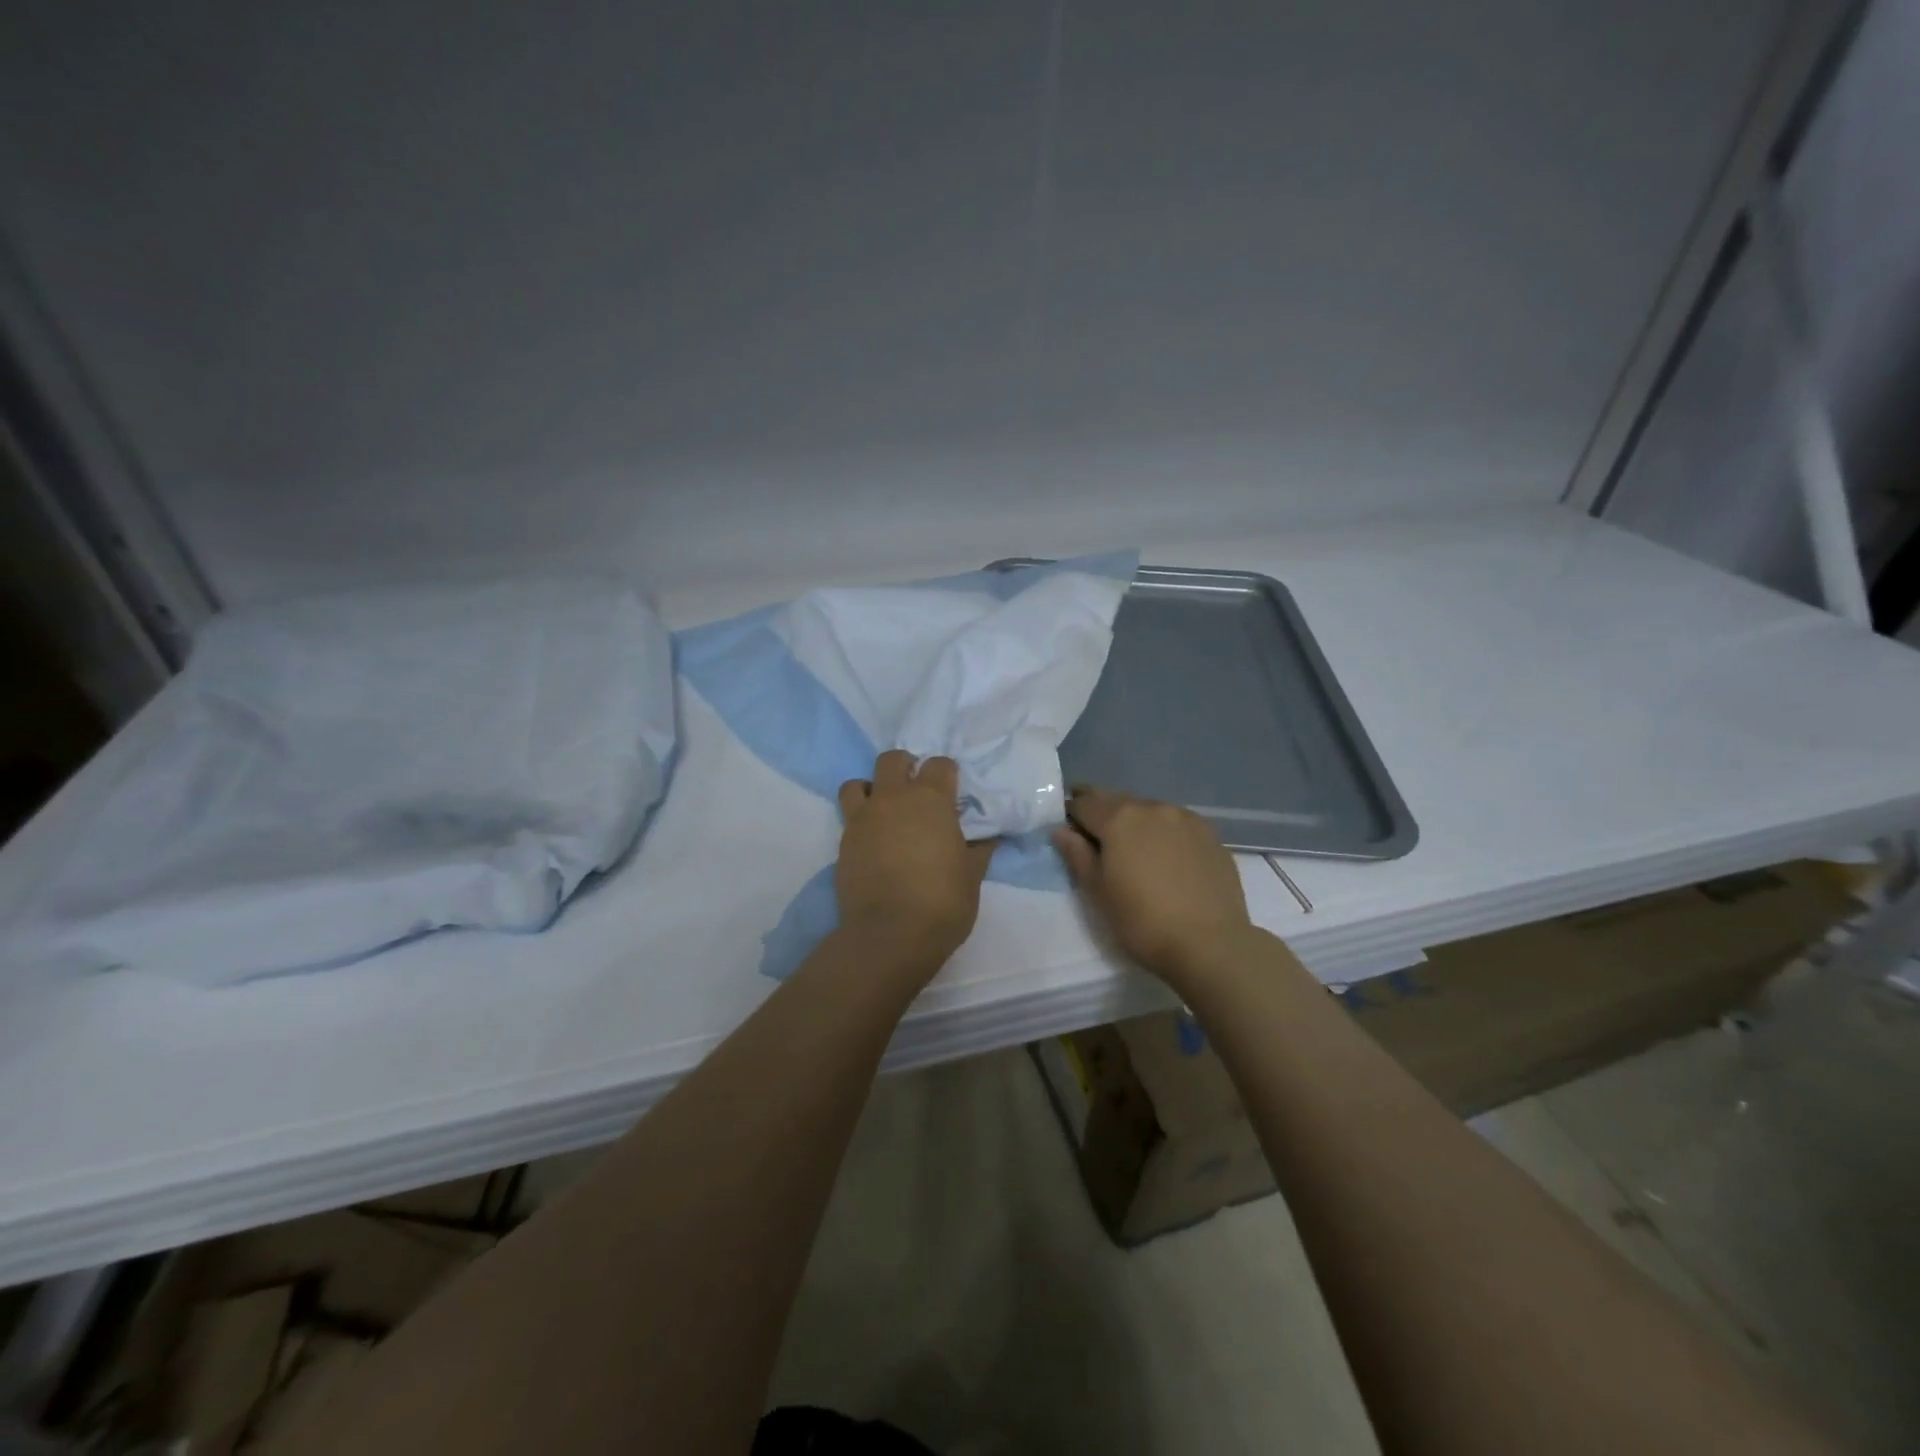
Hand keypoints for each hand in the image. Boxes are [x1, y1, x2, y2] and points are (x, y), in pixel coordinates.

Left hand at [836, 751, 996, 975]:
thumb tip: (987, 839)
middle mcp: (894, 799)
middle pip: (892, 760)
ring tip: (884, 809)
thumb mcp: (972, 876)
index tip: (952, 790)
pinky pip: (848, 816)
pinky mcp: (844, 841)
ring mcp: (864, 818)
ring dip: (871, 789)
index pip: (939, 764)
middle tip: (916, 789)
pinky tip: (872, 840)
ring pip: (857, 783)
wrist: (890, 934)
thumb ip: (978, 850)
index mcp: (931, 800)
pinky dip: (859, 819)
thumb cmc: (942, 902)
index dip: (946, 773)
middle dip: (905, 767)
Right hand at [1053, 788, 1256, 989]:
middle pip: (1117, 801)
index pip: (1084, 803)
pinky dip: (1164, 834)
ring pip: (1149, 811)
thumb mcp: (1098, 892)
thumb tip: (1060, 830)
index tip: (1070, 835)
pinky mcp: (1211, 835)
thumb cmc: (1143, 921)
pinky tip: (1168, 861)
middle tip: (1099, 844)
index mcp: (1119, 818)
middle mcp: (1152, 807)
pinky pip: (1176, 825)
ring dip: (1136, 823)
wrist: (1211, 944)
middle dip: (1103, 815)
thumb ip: (1077, 855)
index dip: (1072, 816)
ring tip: (1136, 854)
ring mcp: (1186, 818)